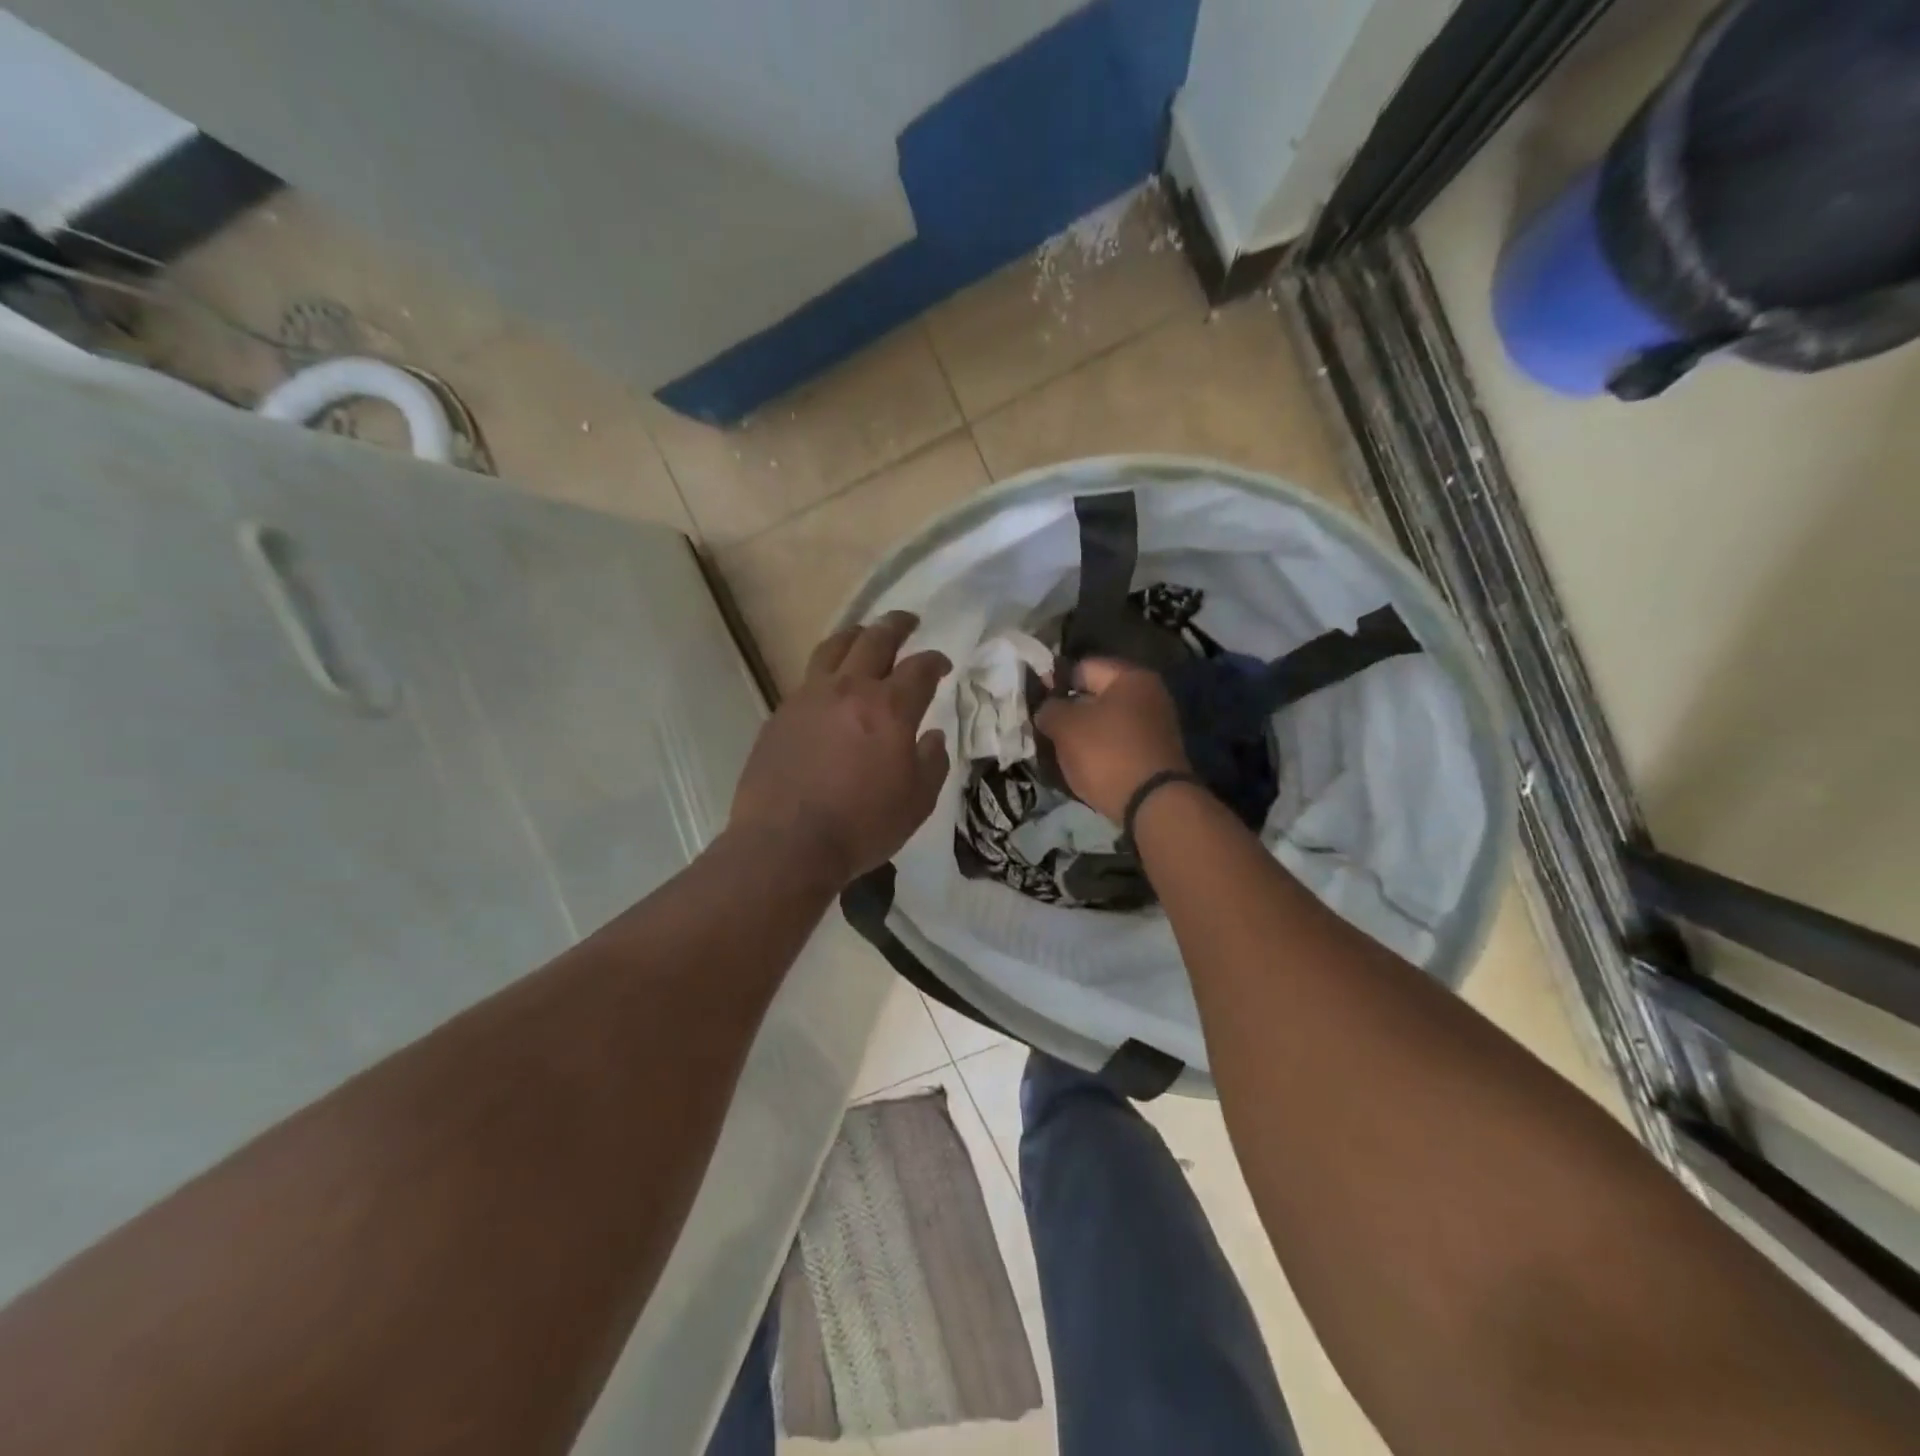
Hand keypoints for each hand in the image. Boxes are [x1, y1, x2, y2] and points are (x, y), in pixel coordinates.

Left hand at [731, 612, 951, 885]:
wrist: (787, 844)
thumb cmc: (862, 826)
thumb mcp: (917, 802)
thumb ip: (931, 762)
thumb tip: (932, 736)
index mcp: (890, 708)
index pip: (920, 668)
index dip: (935, 661)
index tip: (942, 664)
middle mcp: (850, 689)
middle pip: (875, 639)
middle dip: (897, 625)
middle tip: (908, 621)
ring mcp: (809, 697)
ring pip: (834, 648)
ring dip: (856, 635)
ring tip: (864, 635)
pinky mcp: (781, 713)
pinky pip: (808, 677)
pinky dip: (827, 670)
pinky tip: (830, 686)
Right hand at [1034, 659, 1190, 822]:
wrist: (1153, 805)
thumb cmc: (1108, 754)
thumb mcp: (1066, 727)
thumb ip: (1049, 709)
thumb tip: (1046, 709)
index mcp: (1131, 677)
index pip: (1082, 667)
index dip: (1054, 681)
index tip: (1034, 701)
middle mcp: (1149, 695)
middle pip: (1096, 695)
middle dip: (1068, 710)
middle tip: (1042, 727)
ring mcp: (1156, 726)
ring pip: (1106, 722)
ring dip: (1082, 733)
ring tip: (1056, 749)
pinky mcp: (1154, 754)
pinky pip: (1117, 744)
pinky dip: (1099, 751)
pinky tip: (1080, 765)